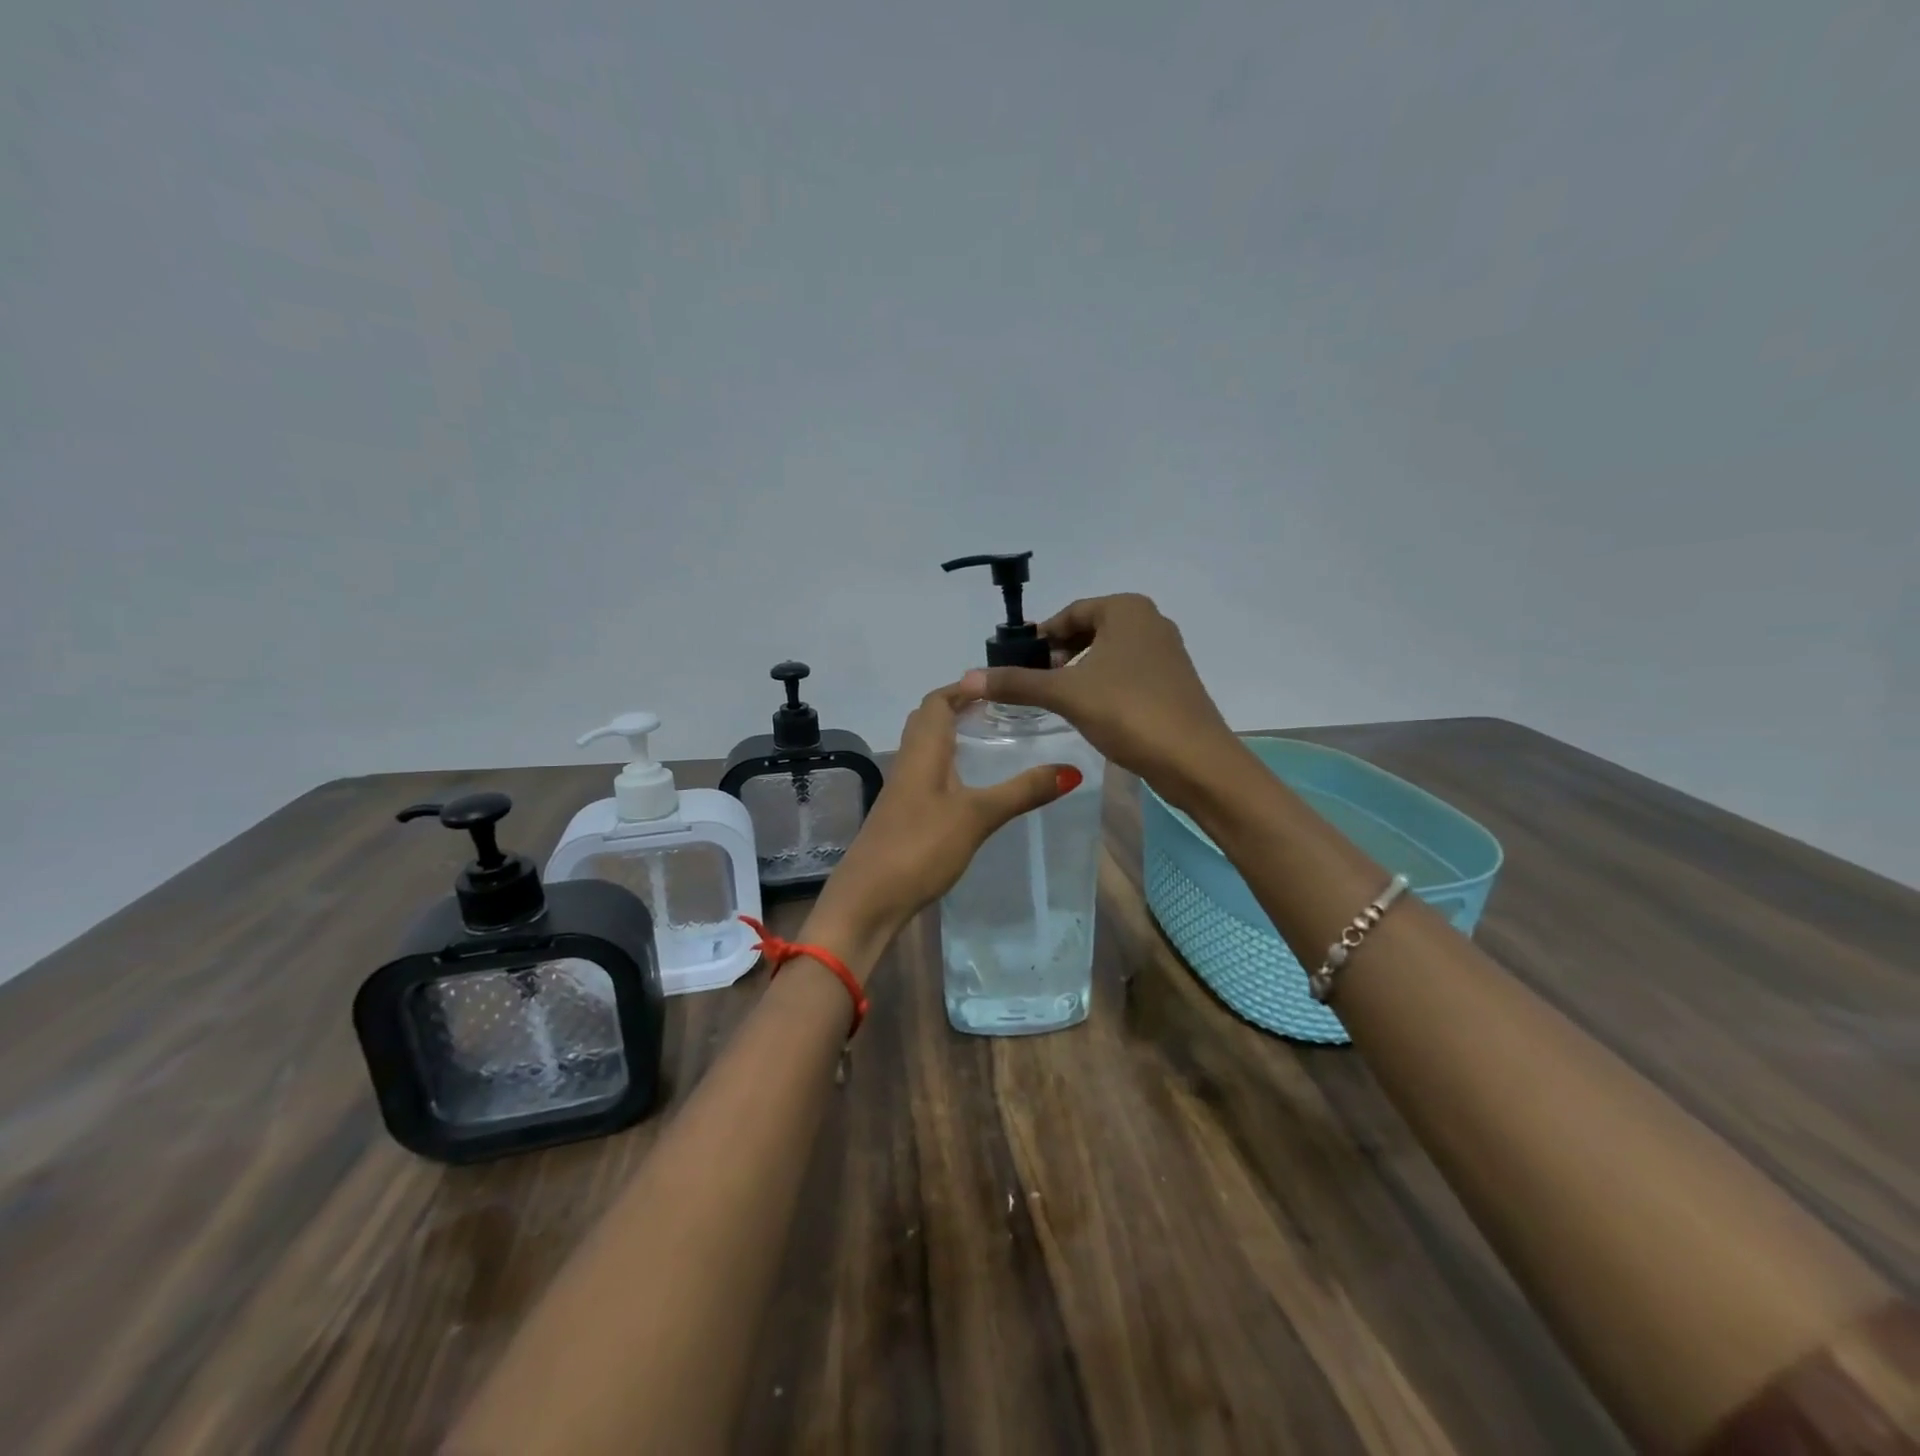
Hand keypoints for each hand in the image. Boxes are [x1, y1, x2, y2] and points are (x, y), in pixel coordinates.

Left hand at [812, 683, 1078, 956]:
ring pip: (928, 750)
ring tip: (993, 743)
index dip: (963, 688)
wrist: (868, 900)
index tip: (998, 686)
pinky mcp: (904, 816)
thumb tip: (1071, 769)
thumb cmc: (920, 846)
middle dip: (960, 709)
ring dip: (955, 738)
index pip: (937, 701)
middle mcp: (909, 762)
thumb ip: (1022, 792)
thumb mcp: (977, 816)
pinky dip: (951, 768)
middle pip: (929, 721)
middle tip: (1000, 711)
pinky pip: (928, 776)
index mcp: (923, 750)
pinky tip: (972, 788)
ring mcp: (903, 791)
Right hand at [961, 593, 1238, 805]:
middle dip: (1060, 653)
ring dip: (1080, 670)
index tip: (1017, 662)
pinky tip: (1090, 710)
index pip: (1070, 613)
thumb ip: (1017, 683)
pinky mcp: (1173, 682)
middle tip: (1035, 681)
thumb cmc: (1128, 711)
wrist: (1194, 759)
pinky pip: (1127, 672)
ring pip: (1109, 652)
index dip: (1041, 636)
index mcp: (1127, 609)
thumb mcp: (1066, 694)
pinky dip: (1103, 683)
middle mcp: (1151, 621)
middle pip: (1090, 629)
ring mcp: (1167, 652)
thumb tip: (968, 677)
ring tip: (1058, 697)